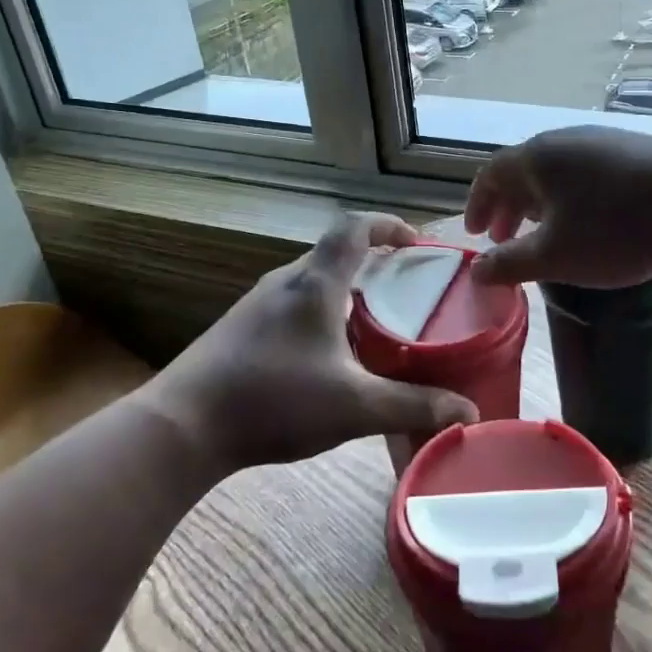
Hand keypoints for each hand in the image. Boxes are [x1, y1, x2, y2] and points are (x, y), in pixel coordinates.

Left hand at [153, 213, 475, 473]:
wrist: (182, 426)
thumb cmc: (273, 400)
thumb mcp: (354, 407)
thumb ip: (413, 406)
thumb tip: (469, 413)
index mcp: (315, 284)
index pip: (354, 228)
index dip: (388, 224)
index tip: (417, 242)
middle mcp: (285, 282)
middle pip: (335, 252)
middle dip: (375, 261)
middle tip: (406, 288)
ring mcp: (257, 304)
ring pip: (313, 280)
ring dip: (347, 288)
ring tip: (374, 322)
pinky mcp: (240, 328)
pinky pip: (293, 303)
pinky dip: (322, 311)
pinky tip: (328, 354)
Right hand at [466, 125, 651, 287]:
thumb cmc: (614, 230)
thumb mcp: (554, 256)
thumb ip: (509, 264)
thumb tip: (476, 272)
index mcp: (537, 157)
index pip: (492, 175)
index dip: (477, 205)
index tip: (474, 235)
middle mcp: (566, 140)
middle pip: (524, 171)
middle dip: (509, 208)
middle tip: (502, 240)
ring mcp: (604, 141)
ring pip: (557, 173)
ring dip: (540, 204)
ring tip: (543, 233)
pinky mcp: (635, 151)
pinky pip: (587, 173)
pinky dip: (571, 199)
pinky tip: (588, 222)